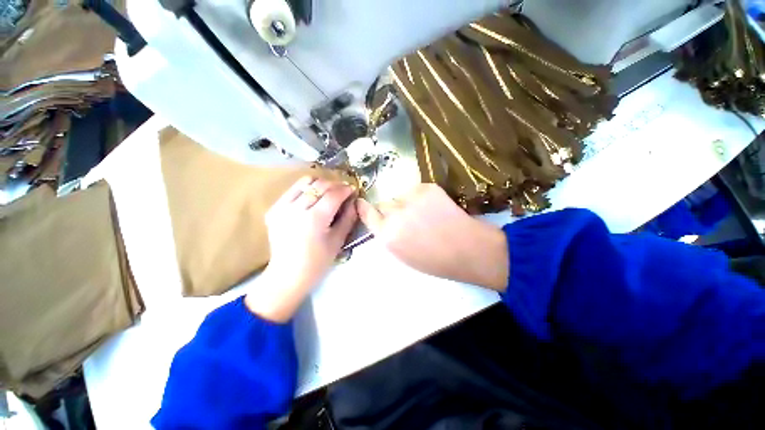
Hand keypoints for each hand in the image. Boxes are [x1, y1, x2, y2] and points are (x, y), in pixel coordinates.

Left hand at [246, 177, 356, 321]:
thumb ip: (348, 218)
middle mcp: (295, 209)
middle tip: (343, 191)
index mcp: (314, 220)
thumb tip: (354, 201)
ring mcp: (281, 208)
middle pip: (319, 185)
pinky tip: (313, 199)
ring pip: (304, 182)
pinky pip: (293, 190)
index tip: (353, 189)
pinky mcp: (273, 209)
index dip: (345, 189)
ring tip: (329, 192)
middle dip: (335, 185)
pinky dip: (306, 190)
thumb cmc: (317, 262)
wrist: (287, 275)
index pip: (333, 194)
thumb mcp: (338, 240)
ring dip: (320, 184)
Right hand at [356, 184, 508, 290]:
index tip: (362, 203)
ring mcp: (411, 198)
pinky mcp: (427, 187)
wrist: (467, 249)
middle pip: (384, 204)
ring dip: (407, 202)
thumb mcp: (403, 255)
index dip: (364, 207)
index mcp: (387, 235)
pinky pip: (416, 189)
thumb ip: (388, 236)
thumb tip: (383, 222)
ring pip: (401, 196)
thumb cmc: (435, 260)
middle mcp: (395, 214)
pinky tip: (435, 207)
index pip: (367, 213)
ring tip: (425, 213)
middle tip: (408, 217)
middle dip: (392, 210)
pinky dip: (422, 196)